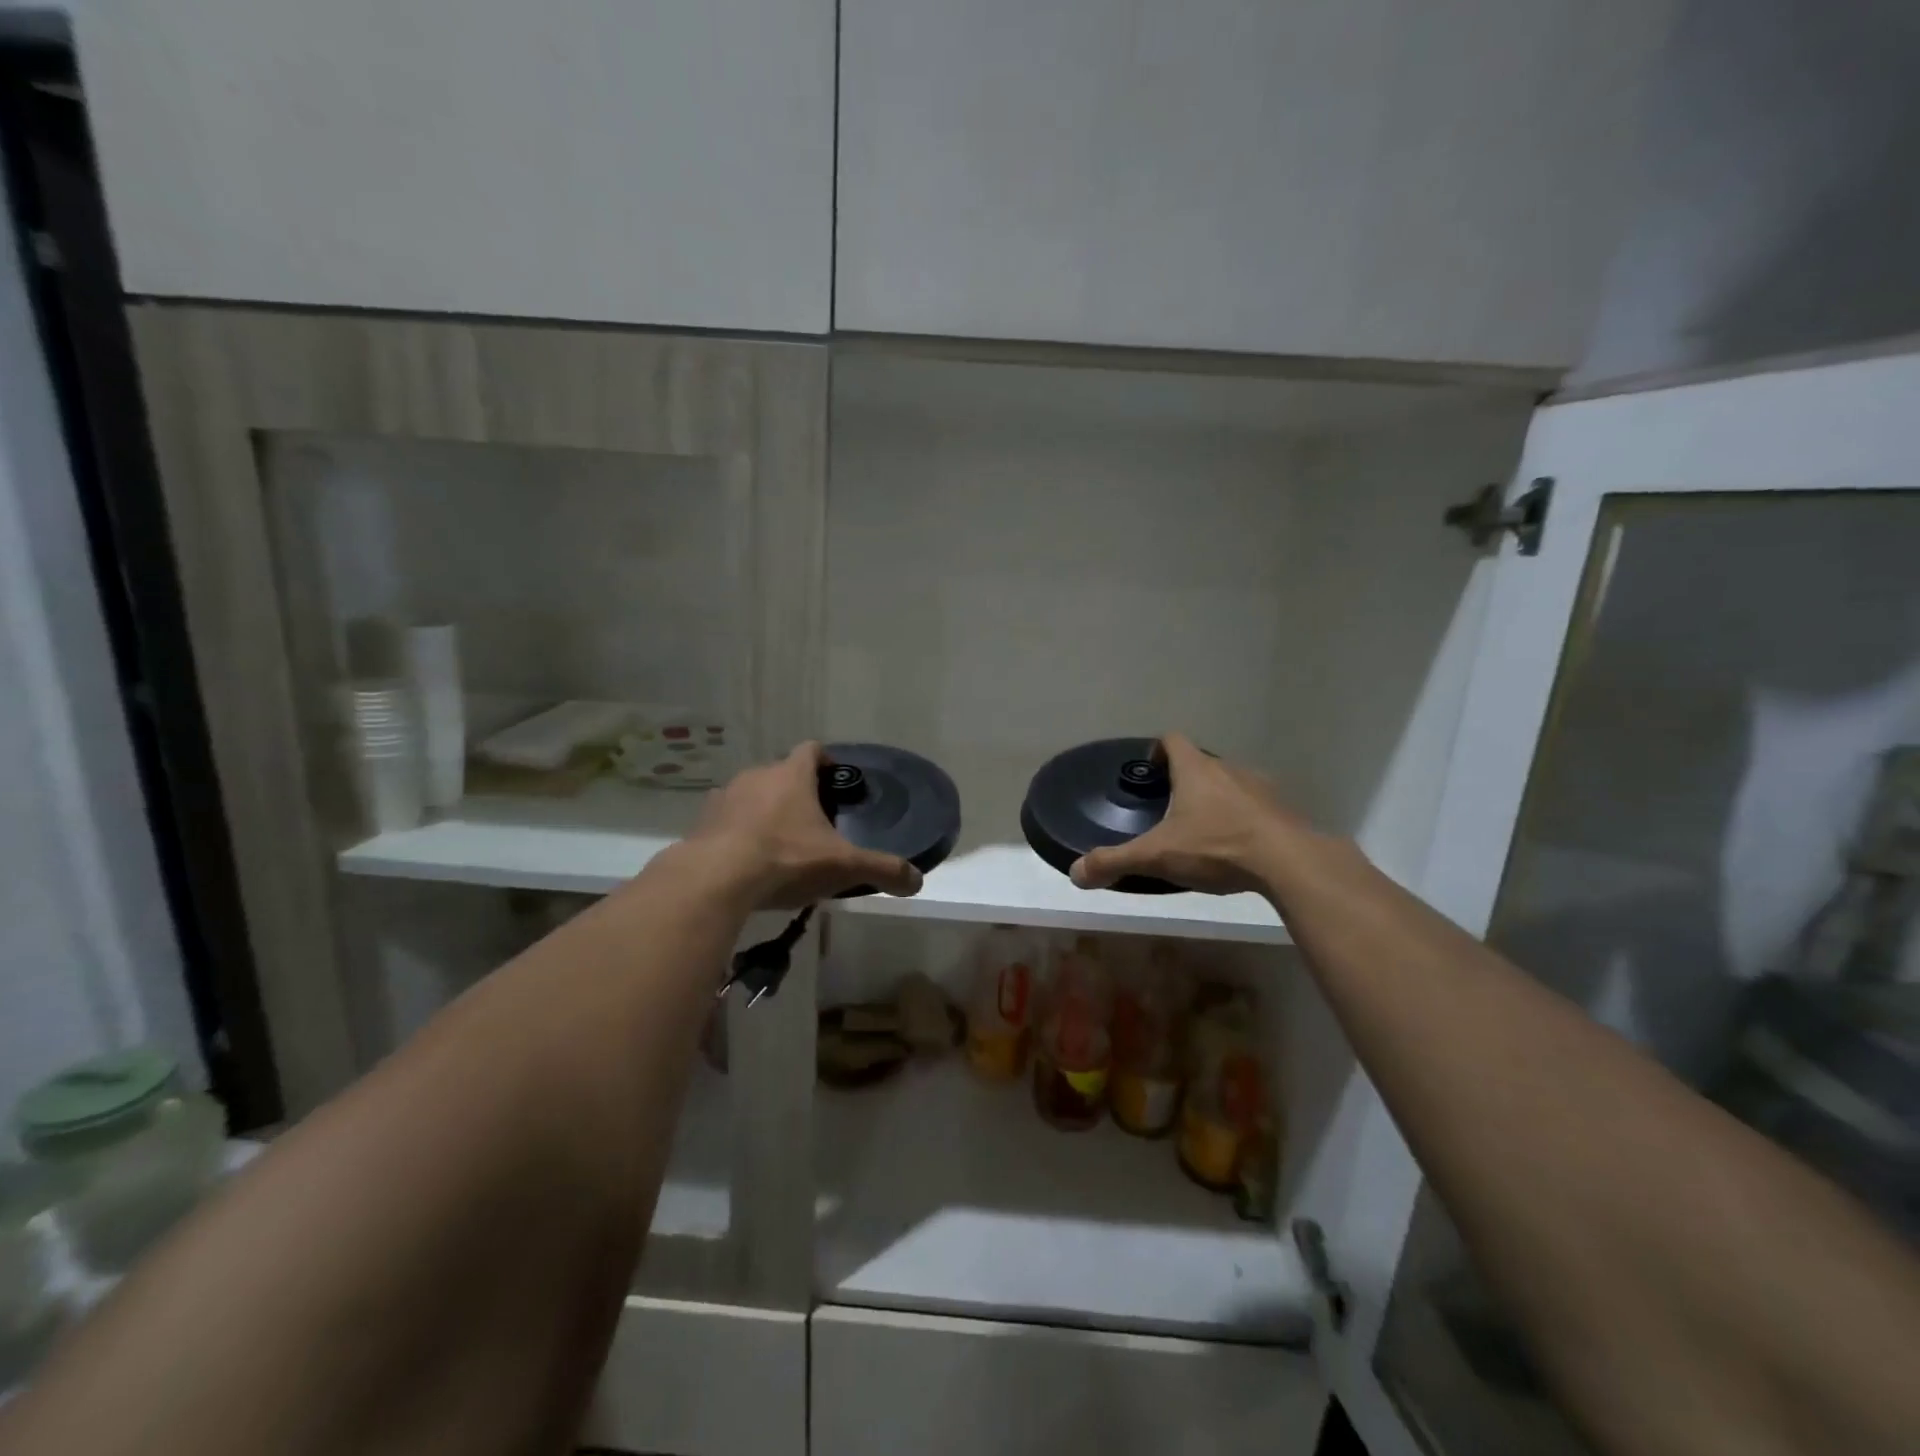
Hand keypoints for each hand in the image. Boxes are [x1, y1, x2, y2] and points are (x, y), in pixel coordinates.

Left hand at [688, 742, 922, 909]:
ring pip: (751, 795)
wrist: (715, 880)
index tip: (834, 781)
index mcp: (793, 775)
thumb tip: (917, 881)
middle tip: (813, 823)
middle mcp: (757, 775)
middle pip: (781, 773)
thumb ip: (882, 869)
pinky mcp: (701, 823)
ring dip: (764, 811)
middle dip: (796, 793)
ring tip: (778, 843)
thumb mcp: (843, 866)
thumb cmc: (786, 859)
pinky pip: (726, 820)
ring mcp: (725, 797)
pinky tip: (746, 861)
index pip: (812, 749)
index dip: (825, 761)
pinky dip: (738, 833)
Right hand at [1070, 733, 1312, 895]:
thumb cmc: (1217, 847)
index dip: (1157, 751)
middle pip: (1201, 763)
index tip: (1150, 772)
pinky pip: (1256, 806)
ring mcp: (1260, 788)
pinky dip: (1243, 819)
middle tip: (1170, 809)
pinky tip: (1237, 847)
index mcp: (1196, 770)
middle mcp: (1228, 769)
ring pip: (1230, 784)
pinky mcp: (1282, 811)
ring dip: (1216, 799)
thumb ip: (1115, 861)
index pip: (1173, 740)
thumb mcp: (1158, 856)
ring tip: (1204, 830)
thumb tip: (1075, 874)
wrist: (1289, 862)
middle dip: (1184, 781)